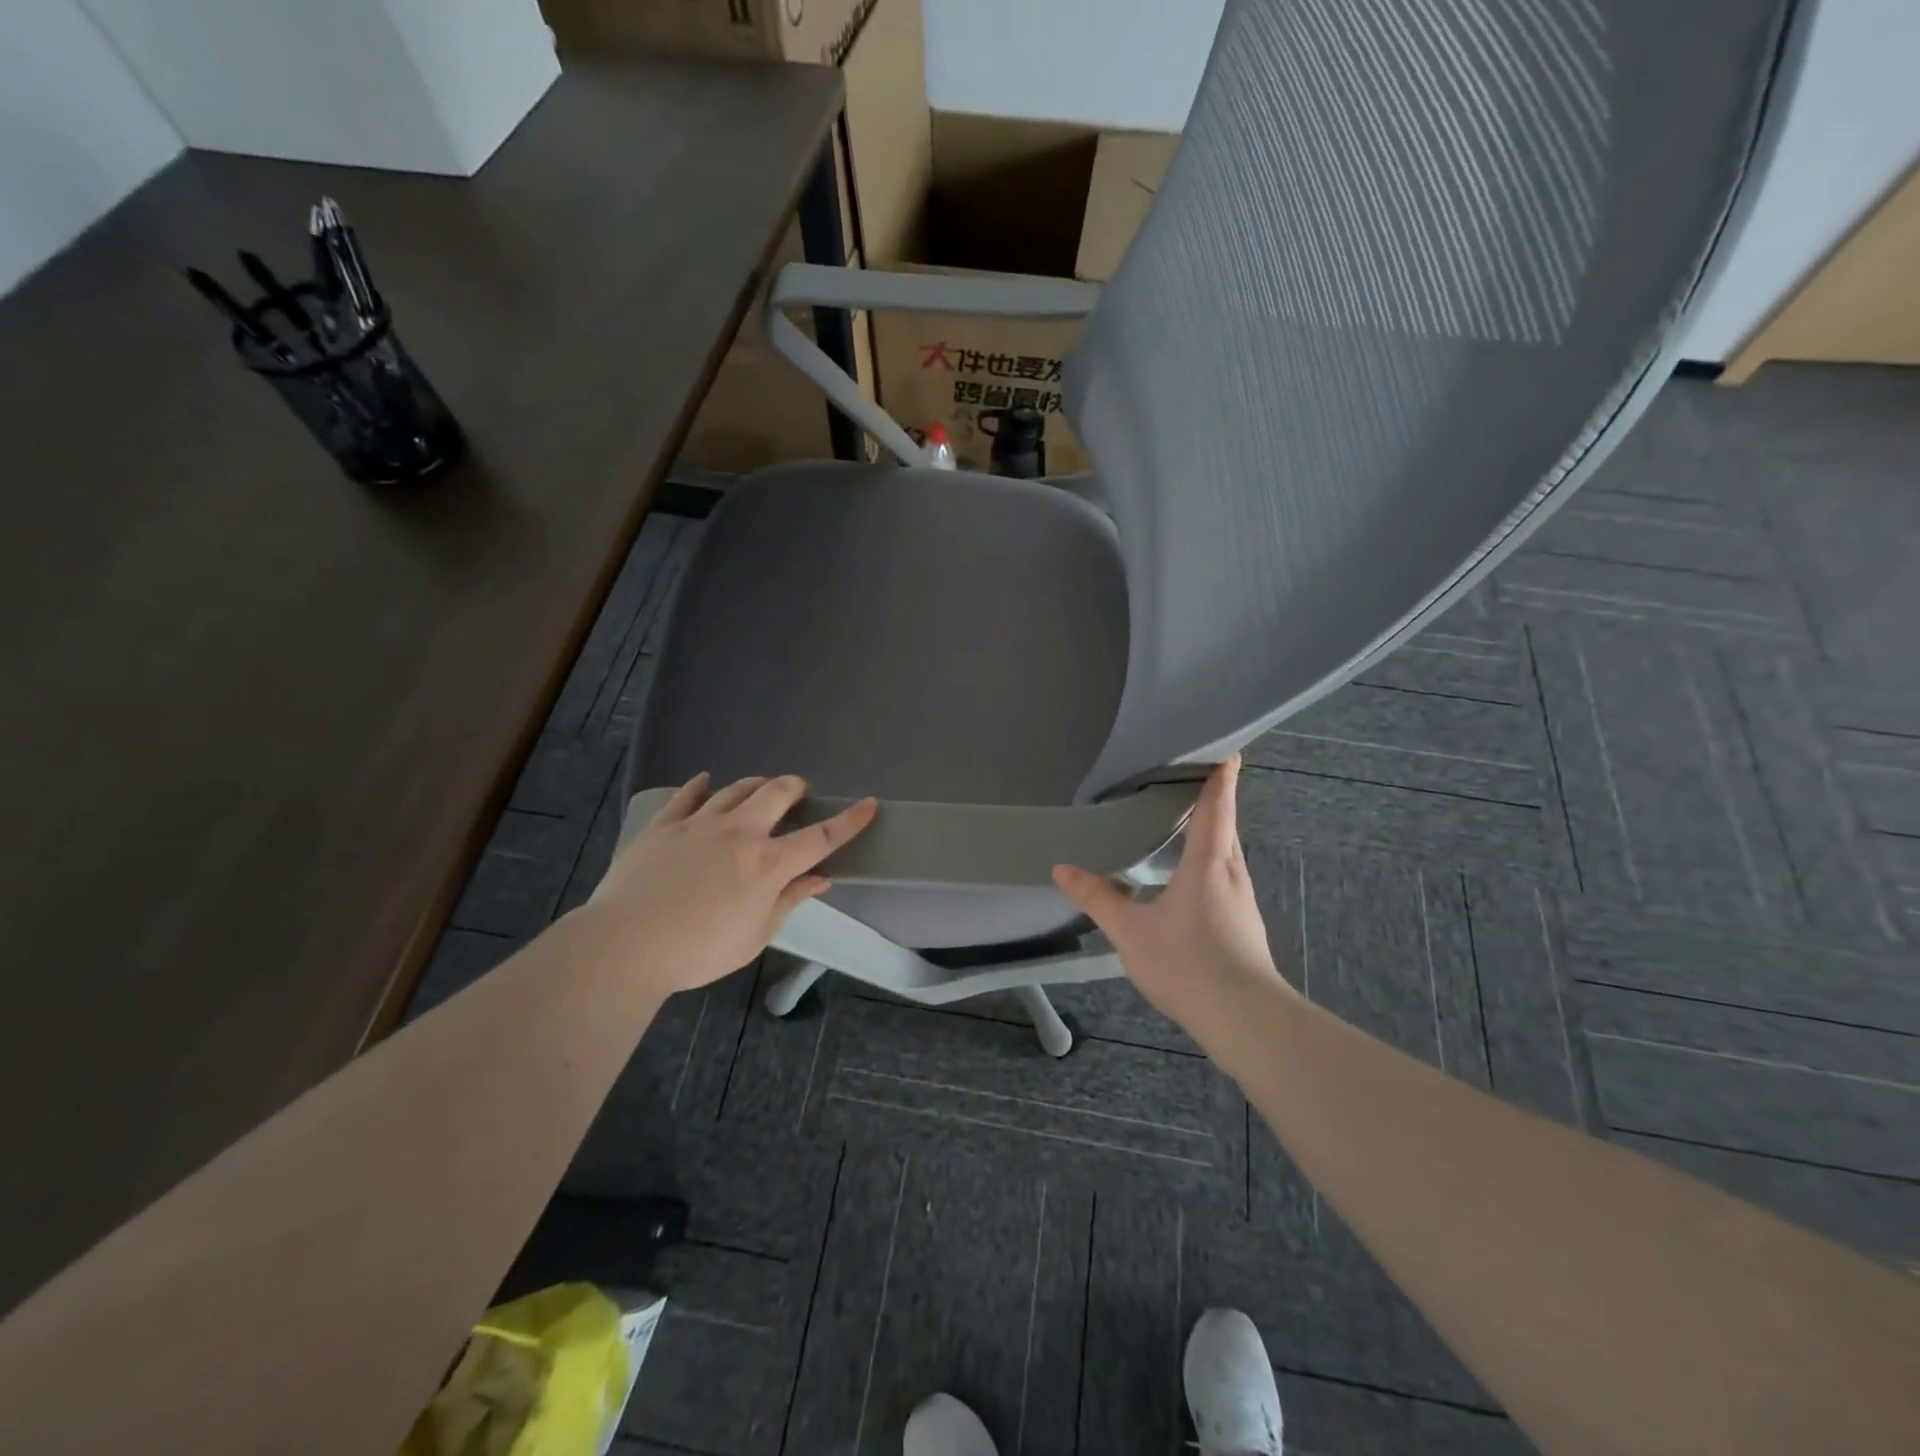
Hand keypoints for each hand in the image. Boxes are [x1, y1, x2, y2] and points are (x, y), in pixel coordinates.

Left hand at [586, 773, 876, 996]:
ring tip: (760, 788)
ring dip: (755, 785)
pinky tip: (705, 782)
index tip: (869, 804)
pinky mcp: (664, 825)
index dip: (849, 821)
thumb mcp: (755, 935)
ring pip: (736, 789)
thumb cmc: (699, 950)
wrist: (625, 944)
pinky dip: (701, 786)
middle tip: (799, 790)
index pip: (820, 837)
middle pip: (776, 794)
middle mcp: (740, 832)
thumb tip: (820, 879)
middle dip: (795, 787)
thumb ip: (790, 901)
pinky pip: (687, 795)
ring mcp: (699, 823)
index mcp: (768, 864)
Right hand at [1052, 755, 1292, 1042]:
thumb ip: (1098, 898)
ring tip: (1185, 822)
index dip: (1221, 774)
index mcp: (1208, 862)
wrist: (1247, 1020)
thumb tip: (1061, 868)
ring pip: (1228, 853)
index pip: (1217, 805)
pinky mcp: (1245, 923)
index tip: (1226, 748)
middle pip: (1226, 824)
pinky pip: (1227, 876)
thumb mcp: (1131, 931)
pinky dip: (1212, 861)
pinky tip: (1191, 878)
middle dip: (1214, 798)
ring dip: (1213, 831)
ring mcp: (1242, 900)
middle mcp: (1232, 872)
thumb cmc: (1188, 963)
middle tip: (1189, 776)